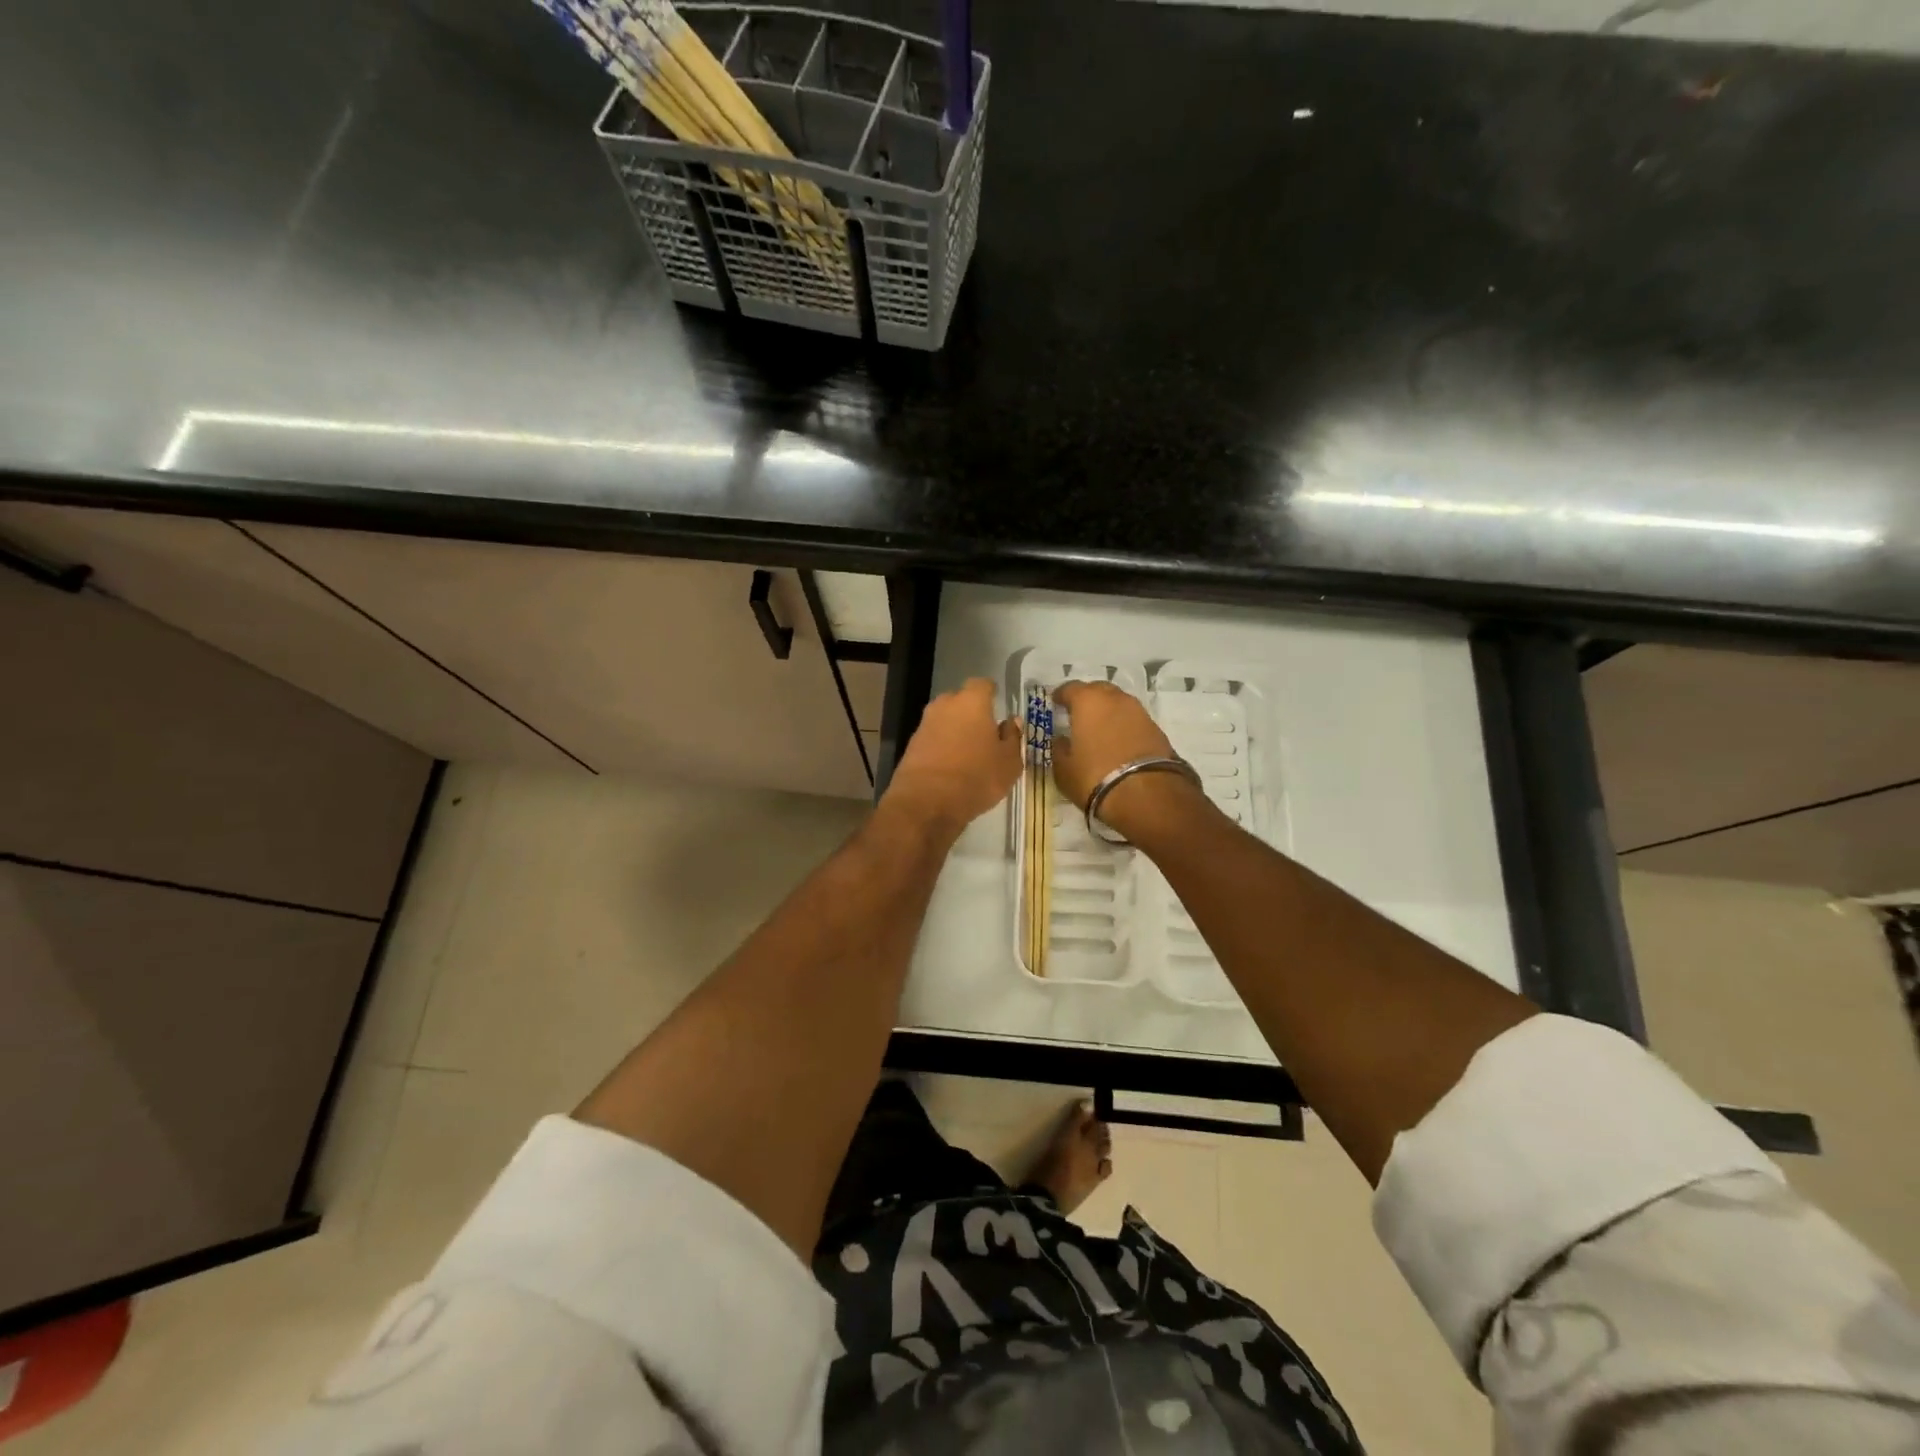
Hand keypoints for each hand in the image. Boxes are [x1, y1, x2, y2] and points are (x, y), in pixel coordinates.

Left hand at [883, 678, 1021, 835]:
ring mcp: (924, 724)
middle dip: (972, 712)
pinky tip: (951, 765)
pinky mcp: (911, 745)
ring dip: (955, 730)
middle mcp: (945, 706)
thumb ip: (1013, 738)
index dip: (991, 693)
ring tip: (969, 752)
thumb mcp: (1009, 763)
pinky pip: (932, 738)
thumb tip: (1011, 722)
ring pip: (945, 720)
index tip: (998, 705)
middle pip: (960, 700)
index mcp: (972, 702)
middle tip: (985, 732)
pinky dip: (942, 746)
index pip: (982, 684)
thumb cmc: (976, 778)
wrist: (926, 802)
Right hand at [1052, 680, 1203, 842]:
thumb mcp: (1063, 769)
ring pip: (1118, 703)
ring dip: (1108, 711)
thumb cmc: (1094, 777)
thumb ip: (1059, 749)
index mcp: (1088, 701)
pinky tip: (1118, 742)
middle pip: (1098, 690)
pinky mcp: (1156, 728)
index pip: (1070, 688)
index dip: (1061, 695)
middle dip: (1087, 698)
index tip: (1055, 703)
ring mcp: (1139, 711)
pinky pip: (1133, 720)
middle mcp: (1115, 698)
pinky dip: (1123, 726)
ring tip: (1100, 729)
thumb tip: (1061, 740)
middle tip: (1078, 714)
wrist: (1146, 794)